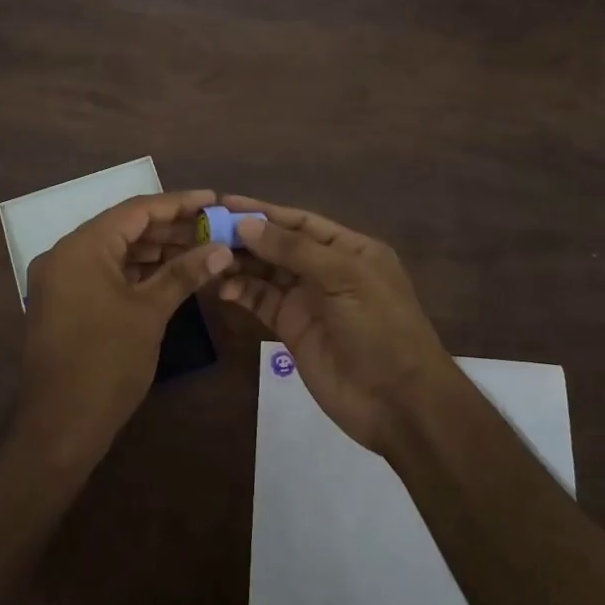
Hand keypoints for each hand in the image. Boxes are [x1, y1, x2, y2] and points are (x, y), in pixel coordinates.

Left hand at [19, 190, 231, 458]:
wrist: (60, 428)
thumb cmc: (106, 363)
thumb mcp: (150, 312)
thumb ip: (184, 273)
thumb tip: (221, 248)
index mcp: (82, 246)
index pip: (136, 210)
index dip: (178, 203)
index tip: (213, 198)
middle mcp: (66, 254)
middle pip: (126, 228)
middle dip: (171, 228)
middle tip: (213, 227)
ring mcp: (62, 279)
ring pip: (117, 251)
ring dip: (156, 250)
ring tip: (201, 248)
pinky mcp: (66, 302)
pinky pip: (106, 272)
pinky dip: (137, 271)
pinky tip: (171, 273)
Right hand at [213, 196, 457, 454]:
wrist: (398, 403)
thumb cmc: (379, 327)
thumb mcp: (343, 277)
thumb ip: (293, 250)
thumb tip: (246, 224)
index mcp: (349, 249)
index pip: (300, 221)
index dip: (265, 211)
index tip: (226, 202)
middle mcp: (327, 269)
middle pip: (279, 245)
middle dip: (246, 237)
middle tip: (205, 230)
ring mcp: (309, 300)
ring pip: (267, 272)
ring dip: (239, 263)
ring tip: (208, 257)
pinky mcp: (292, 329)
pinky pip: (262, 302)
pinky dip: (242, 292)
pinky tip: (222, 287)